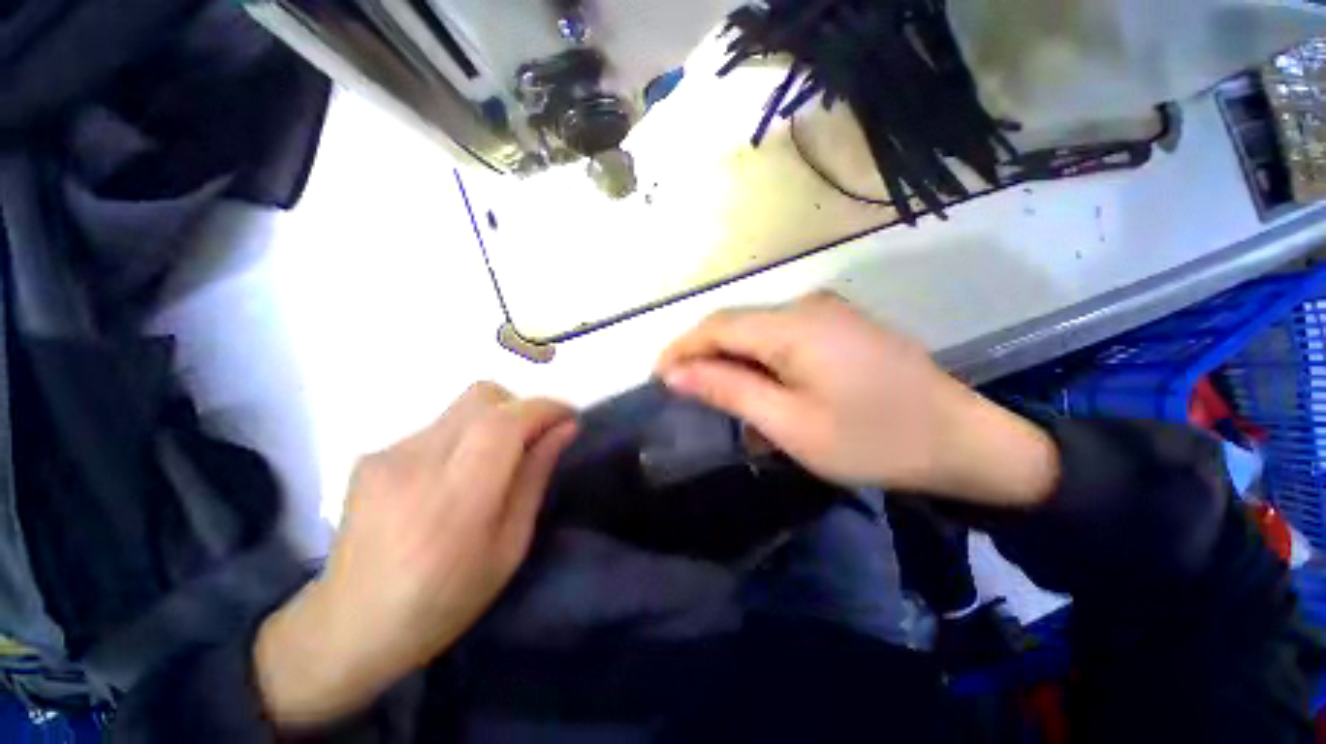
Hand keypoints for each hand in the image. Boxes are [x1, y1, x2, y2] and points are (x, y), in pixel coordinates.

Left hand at [254, 383, 576, 727]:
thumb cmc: (444, 601)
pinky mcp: (371, 455)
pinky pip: (437, 427)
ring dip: (493, 423)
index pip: (505, 422)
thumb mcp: (510, 547)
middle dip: (521, 407)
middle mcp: (416, 464)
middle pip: (483, 396)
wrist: (349, 627)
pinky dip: (462, 438)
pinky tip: (450, 479)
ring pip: (462, 408)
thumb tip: (565, 429)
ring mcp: (386, 455)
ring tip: (491, 466)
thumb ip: (535, 477)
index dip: (544, 408)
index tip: (568, 416)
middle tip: (534, 439)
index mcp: (456, 500)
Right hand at [656, 292, 1056, 505]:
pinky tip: (764, 391)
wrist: (964, 442)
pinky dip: (762, 362)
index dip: (681, 347)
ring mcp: (828, 312)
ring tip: (723, 398)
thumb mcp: (790, 422)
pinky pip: (783, 337)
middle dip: (703, 355)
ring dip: (734, 361)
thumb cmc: (873, 440)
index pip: (717, 325)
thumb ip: (729, 390)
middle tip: (684, 391)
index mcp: (793, 325)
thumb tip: (676, 373)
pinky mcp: (840, 326)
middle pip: (736, 324)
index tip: (657, 376)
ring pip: (758, 331)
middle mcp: (807, 306)